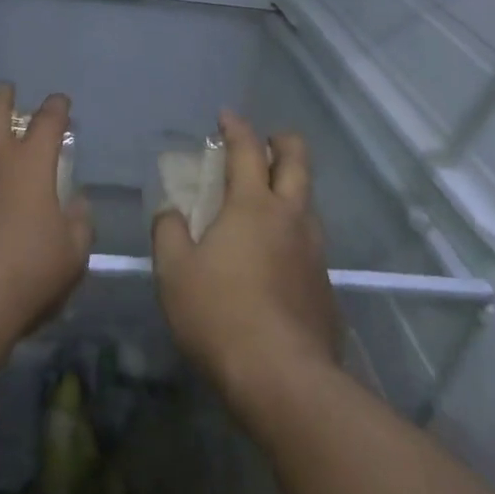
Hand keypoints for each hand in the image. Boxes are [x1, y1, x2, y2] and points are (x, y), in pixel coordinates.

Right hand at [152, 112, 340, 419]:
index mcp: (253, 205)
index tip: (226, 116)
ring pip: (308, 202)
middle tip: (265, 142)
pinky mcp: (325, 285)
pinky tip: (275, 258)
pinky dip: (293, 233)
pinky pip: (310, 243)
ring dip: (290, 188)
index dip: (236, 127)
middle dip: (282, 142)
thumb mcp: (174, 272)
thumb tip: (171, 211)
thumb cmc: (219, 315)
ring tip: (267, 201)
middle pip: (297, 162)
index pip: (247, 150)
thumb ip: (169, 233)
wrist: (282, 378)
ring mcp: (315, 251)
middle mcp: (291, 217)